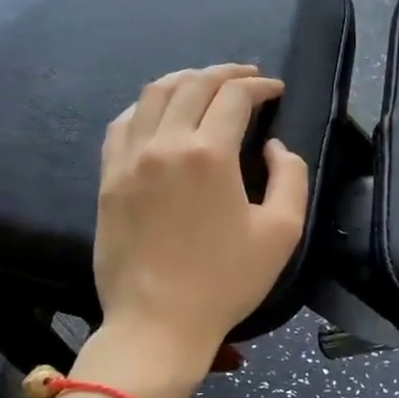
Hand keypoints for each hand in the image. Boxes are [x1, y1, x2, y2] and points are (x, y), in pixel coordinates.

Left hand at [94, 64, 308, 375]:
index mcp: (208, 154)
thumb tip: (273, 146)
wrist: (157, 324)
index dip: (259, 86)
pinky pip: (122, 122)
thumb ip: (290, 176)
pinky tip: (161, 113)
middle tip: (247, 76)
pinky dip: (146, 106)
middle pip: (193, 84)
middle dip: (225, 73)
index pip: (234, 96)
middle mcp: (164, 144)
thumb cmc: (226, 281)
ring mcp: (129, 159)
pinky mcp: (108, 178)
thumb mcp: (283, 231)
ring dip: (185, 79)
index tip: (276, 90)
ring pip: (153, 94)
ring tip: (206, 83)